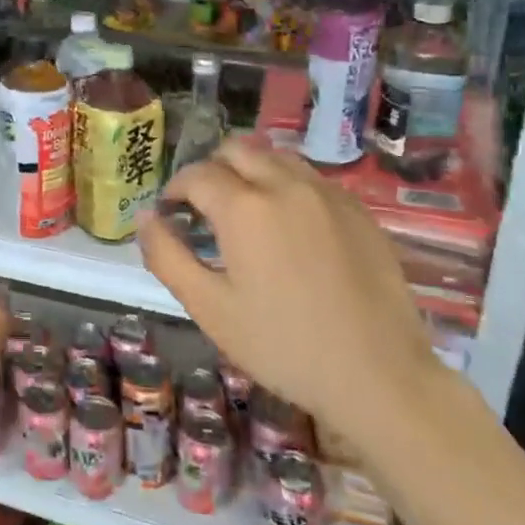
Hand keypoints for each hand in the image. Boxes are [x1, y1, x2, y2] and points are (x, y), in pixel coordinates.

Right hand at [137, 137, 444, 455]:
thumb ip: (167, 256)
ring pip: (276, 156)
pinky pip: (311, 178)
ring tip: (247, 212)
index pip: (196, 174)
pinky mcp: (358, 209)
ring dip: (251, 171)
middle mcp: (285, 184)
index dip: (175, 190)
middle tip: (205, 209)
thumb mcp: (209, 308)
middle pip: (237, 149)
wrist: (379, 375)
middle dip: (212, 170)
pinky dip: (287, 186)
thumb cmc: (282, 347)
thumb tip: (145, 217)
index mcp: (244, 207)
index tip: (171, 214)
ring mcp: (327, 193)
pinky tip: (291, 227)